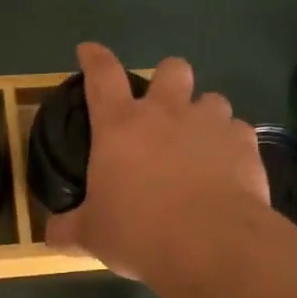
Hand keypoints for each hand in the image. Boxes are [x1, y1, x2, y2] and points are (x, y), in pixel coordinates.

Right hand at [45, 41, 269, 282]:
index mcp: (120, 125)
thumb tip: (51, 234)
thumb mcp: (93, 234)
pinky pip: (240, 131)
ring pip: (212, 98)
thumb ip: (70, 228)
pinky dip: (232, 145)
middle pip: (171, 69)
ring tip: (200, 142)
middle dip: (168, 79)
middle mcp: (166, 113)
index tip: (89, 51)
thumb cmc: (140, 232)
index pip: (102, 75)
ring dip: (204, 114)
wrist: (212, 245)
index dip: (94, 58)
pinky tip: (228, 168)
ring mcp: (210, 125)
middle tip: (163, 107)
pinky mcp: (245, 145)